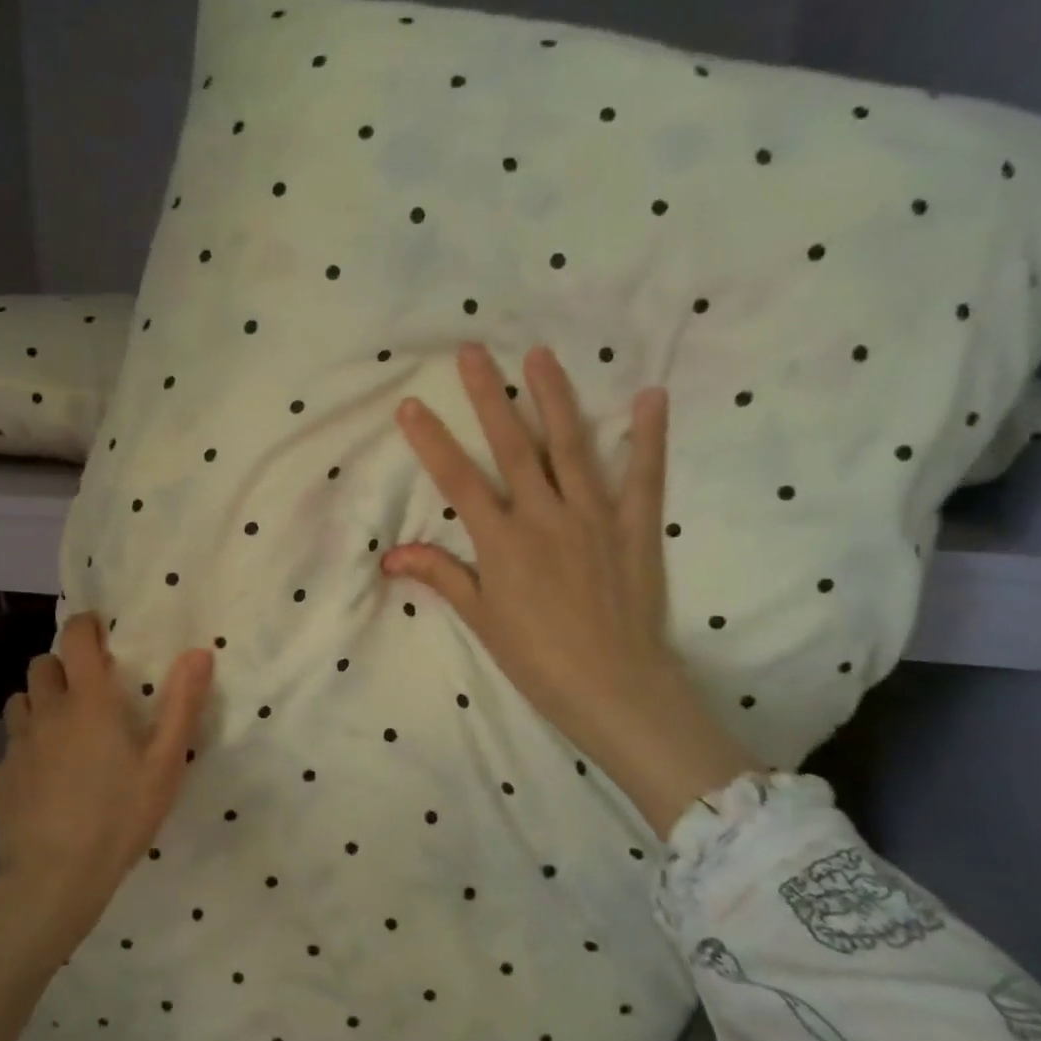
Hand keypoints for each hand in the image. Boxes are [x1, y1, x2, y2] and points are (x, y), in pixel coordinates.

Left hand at [0, 612, 212, 929]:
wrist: (53, 879)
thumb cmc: (119, 816)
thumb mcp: (165, 763)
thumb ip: (182, 704)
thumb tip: (198, 651)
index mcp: (88, 700)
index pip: (75, 638)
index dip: (85, 625)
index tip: (99, 632)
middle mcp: (47, 711)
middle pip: (42, 664)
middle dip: (63, 666)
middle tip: (88, 689)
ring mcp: (17, 744)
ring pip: (21, 701)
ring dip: (41, 701)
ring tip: (64, 728)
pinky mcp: (0, 776)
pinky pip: (11, 744)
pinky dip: (27, 746)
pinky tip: (44, 776)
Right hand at [382, 344, 757, 835]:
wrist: (615, 688)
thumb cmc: (537, 657)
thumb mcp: (481, 618)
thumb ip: (440, 575)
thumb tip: (391, 555)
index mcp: (503, 541)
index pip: (458, 480)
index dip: (431, 441)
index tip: (409, 404)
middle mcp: (545, 517)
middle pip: (511, 447)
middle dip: (488, 396)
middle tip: (472, 352)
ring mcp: (594, 517)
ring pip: (570, 446)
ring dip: (554, 397)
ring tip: (540, 355)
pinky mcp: (636, 527)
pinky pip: (643, 476)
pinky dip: (648, 436)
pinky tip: (649, 396)